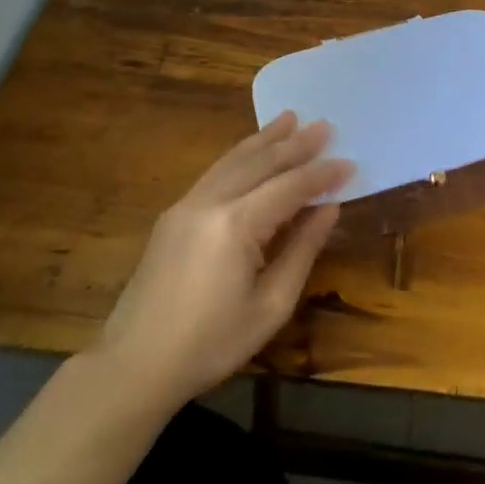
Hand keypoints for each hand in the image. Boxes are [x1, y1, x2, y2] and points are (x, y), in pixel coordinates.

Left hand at [98, 113, 352, 409]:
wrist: (134, 365)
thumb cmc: (211, 344)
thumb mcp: (270, 305)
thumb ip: (302, 250)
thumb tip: (329, 209)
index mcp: (236, 225)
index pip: (290, 186)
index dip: (322, 174)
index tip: (350, 163)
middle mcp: (210, 202)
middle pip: (260, 162)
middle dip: (295, 143)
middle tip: (325, 126)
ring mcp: (186, 205)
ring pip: (233, 160)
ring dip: (265, 139)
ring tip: (290, 118)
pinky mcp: (173, 215)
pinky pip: (215, 172)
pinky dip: (240, 155)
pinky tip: (252, 150)